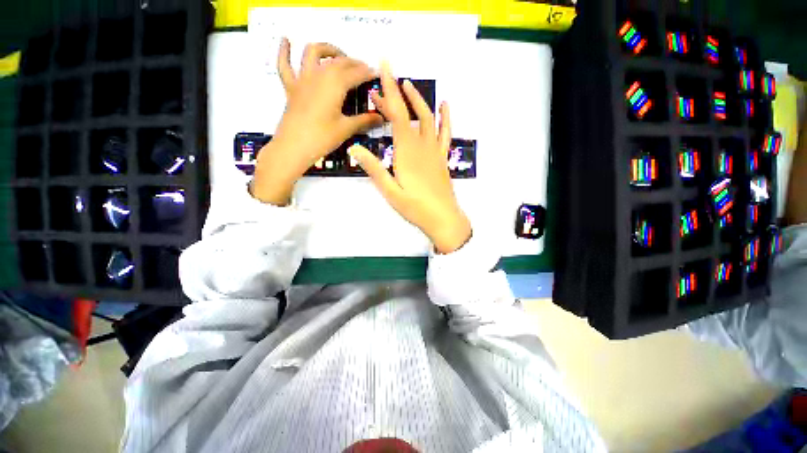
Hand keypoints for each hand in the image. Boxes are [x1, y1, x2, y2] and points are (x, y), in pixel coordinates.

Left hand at [251, 38, 382, 204]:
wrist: (294, 147)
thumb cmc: (322, 138)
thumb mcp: (346, 129)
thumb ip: (364, 121)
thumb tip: (381, 118)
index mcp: (336, 84)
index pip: (356, 73)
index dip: (368, 73)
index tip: (378, 74)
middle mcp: (319, 75)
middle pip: (339, 61)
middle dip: (354, 62)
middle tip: (365, 70)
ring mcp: (303, 79)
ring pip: (313, 52)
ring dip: (327, 49)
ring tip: (337, 54)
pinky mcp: (291, 87)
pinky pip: (284, 65)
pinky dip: (284, 51)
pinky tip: (286, 40)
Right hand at [348, 63, 471, 253]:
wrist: (442, 218)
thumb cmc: (415, 207)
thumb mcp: (389, 191)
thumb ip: (373, 168)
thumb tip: (353, 148)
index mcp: (406, 151)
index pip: (396, 114)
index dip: (389, 90)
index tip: (383, 68)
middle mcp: (422, 145)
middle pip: (408, 113)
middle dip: (396, 94)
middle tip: (383, 83)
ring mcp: (434, 151)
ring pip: (427, 118)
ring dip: (418, 100)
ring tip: (408, 85)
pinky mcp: (442, 158)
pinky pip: (445, 133)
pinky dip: (445, 117)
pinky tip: (444, 106)